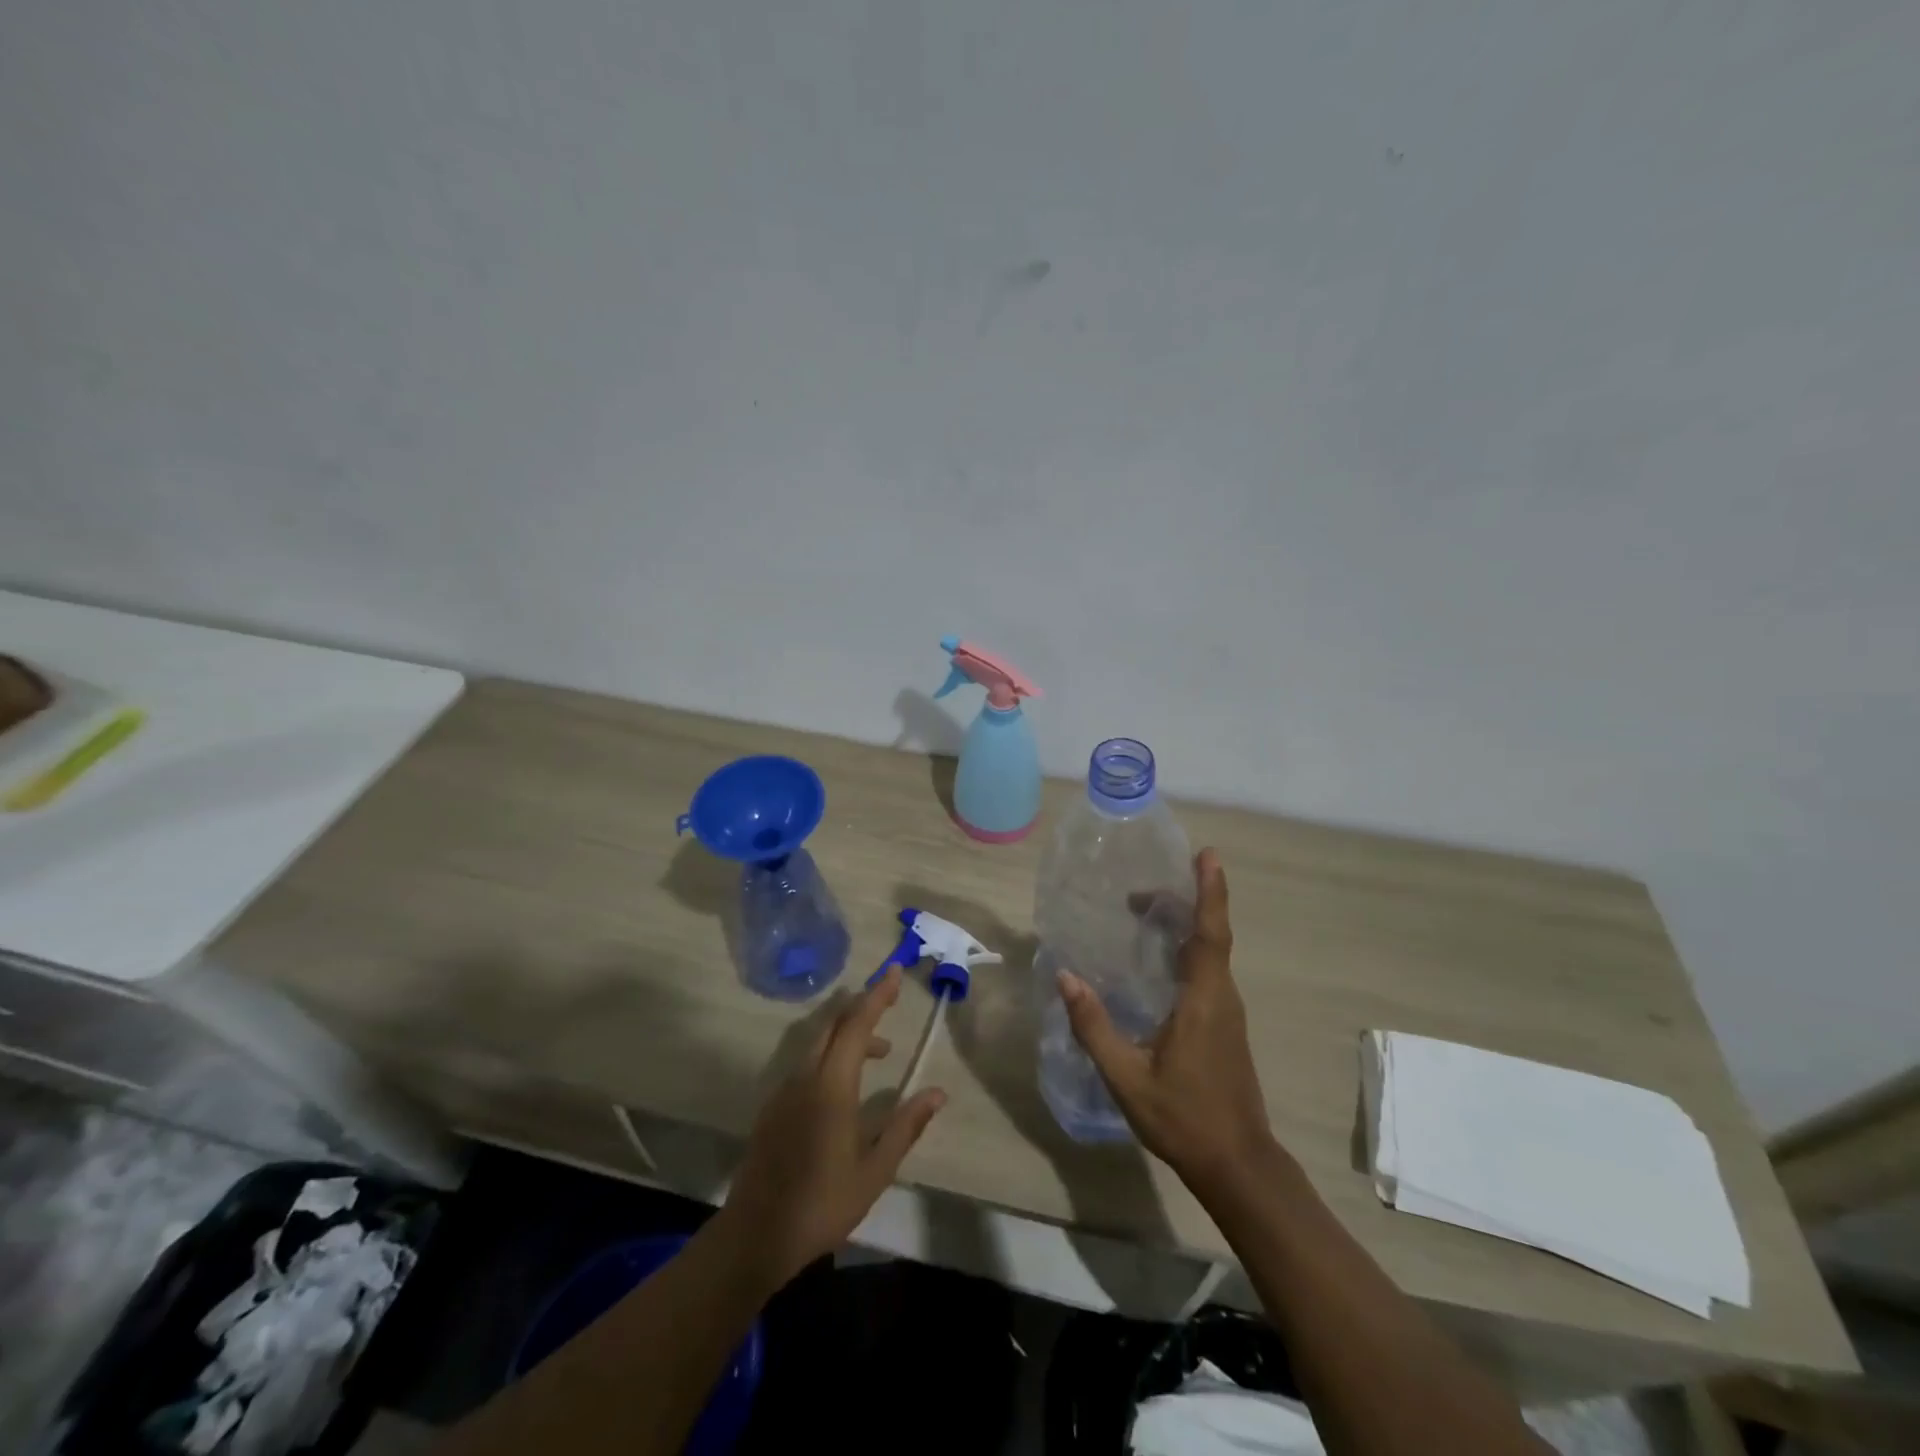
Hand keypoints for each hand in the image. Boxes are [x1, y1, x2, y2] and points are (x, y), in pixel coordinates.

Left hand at [722, 968, 946, 1284]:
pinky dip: (831, 1055)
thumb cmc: (822, 1204)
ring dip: (849, 1035)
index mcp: (832, 1087)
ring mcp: (784, 1090)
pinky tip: (845, 1084)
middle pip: (834, 1024)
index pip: (856, 1025)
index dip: (877, 995)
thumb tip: (938, 1093)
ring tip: (880, 1053)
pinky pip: (806, 1063)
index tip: (894, 972)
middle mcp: (805, 1077)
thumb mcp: (875, 1171)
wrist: (755, 1235)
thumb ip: (905, 1126)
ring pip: (819, 1043)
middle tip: (890, 1000)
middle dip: (863, 1006)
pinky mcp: (773, 1107)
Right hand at [1057, 848, 1271, 1192]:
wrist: (1238, 1164)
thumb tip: (1066, 976)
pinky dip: (1187, 950)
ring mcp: (1228, 1012)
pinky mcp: (1225, 1026)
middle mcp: (1222, 997)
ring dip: (1184, 925)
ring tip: (1145, 912)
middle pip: (1210, 935)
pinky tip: (1159, 960)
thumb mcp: (1127, 1078)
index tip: (1207, 855)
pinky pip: (1208, 972)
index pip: (1211, 934)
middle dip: (1185, 901)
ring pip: (1211, 954)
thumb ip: (1094, 1027)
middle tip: (1142, 888)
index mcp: (1204, 1000)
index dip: (1210, 892)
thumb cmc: (1184, 1118)